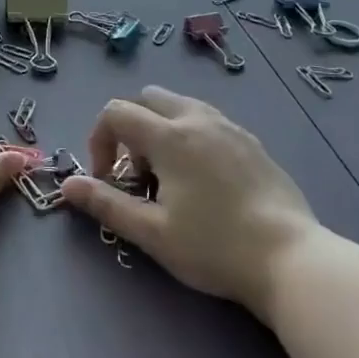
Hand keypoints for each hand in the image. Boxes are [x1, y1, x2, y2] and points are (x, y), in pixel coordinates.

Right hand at [62, 86, 318, 321]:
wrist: (291, 259)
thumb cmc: (215, 247)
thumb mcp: (152, 233)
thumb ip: (106, 204)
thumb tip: (67, 185)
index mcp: (169, 136)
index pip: (116, 112)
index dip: (99, 140)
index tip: (108, 178)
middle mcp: (197, 119)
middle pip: (148, 98)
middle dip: (130, 127)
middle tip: (137, 173)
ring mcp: (229, 127)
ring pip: (180, 106)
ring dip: (160, 129)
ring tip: (168, 175)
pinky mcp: (252, 142)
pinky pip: (208, 121)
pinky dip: (190, 135)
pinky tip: (203, 179)